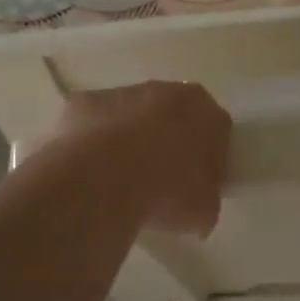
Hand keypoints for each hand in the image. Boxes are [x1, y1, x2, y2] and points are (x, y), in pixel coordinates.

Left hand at [51, 81, 231, 236]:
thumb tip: (198, 206)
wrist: (103, 180)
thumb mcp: (204, 210)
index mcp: (202, 109)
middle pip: (172, 115)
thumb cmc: (166, 191)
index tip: (200, 182)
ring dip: (130, 140)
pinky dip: (94, 143)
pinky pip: (95, 124)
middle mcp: (164, 90)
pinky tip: (90, 174)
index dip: (210, 156)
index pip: (216, 128)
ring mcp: (120, 93)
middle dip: (169, 141)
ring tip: (121, 181)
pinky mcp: (83, 103)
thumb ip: (206, 198)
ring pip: (131, 116)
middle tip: (162, 180)